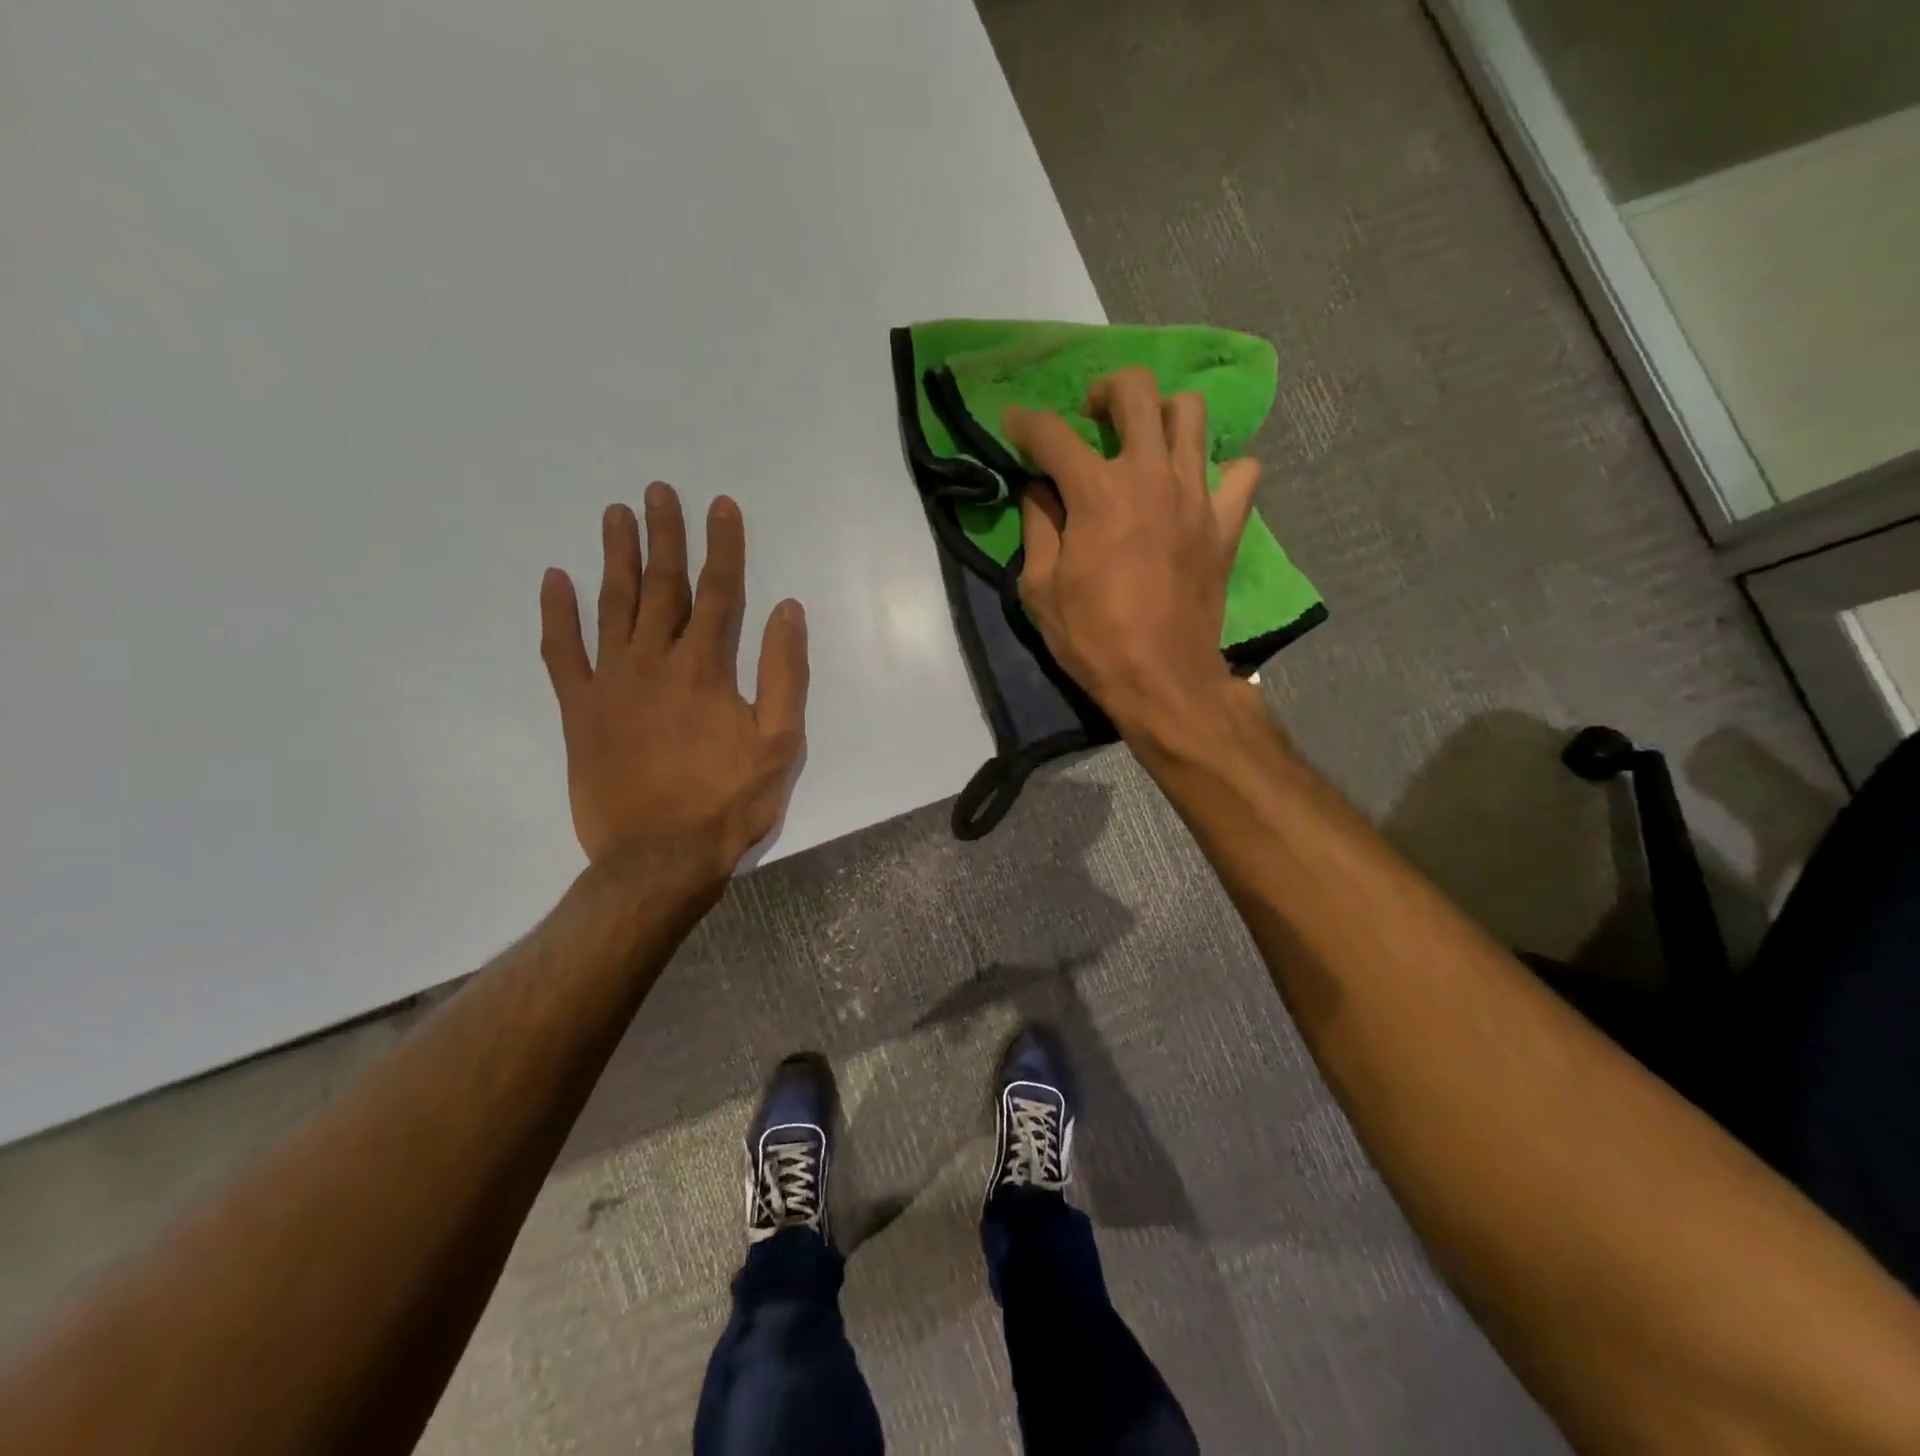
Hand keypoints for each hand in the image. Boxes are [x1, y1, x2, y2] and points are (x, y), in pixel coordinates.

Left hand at [539, 484, 807, 883]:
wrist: (659, 858)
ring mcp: (610, 683)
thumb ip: (784, 673)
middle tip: (658, 490)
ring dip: (616, 557)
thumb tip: (787, 610)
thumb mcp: (779, 743)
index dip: (722, 545)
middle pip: (662, 586)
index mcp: (706, 668)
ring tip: (616, 514)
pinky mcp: (579, 710)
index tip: (720, 505)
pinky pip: (561, 653)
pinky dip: (557, 615)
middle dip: (664, 535)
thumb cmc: (729, 803)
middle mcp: (655, 661)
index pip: (719, 591)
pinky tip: (555, 580)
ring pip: (612, 606)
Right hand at [1003, 368, 1261, 738]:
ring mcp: (1197, 495)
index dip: (1024, 423)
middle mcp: (1150, 476)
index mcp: (1097, 493)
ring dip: (1162, 416)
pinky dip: (1219, 471)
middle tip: (1091, 417)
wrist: (1162, 680)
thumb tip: (1039, 492)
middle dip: (1104, 390)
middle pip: (1135, 392)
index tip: (1014, 426)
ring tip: (1144, 445)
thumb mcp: (1040, 590)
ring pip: (1191, 415)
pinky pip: (1239, 473)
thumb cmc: (1093, 639)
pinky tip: (1196, 489)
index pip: (1052, 434)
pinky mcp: (1226, 523)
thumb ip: (1037, 528)